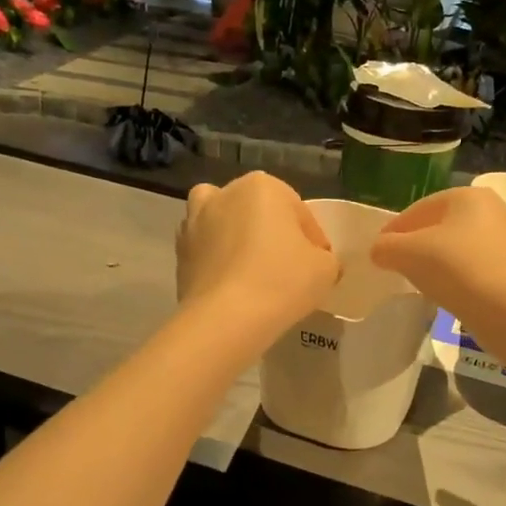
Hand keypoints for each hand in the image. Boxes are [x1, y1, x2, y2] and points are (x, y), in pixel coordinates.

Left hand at [176, 172, 338, 346]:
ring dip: (237, 240)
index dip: (313, 242)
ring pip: (225, 225)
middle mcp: (224, 193)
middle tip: (288, 270)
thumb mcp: (326, 269)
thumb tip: (316, 262)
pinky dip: (217, 262)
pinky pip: (206, 251)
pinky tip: (231, 286)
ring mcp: (194, 221)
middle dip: (273, 235)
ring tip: (252, 272)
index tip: (318, 267)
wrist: (225, 319)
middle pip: (259, 213)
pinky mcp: (178, 252)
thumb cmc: (283, 281)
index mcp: (263, 186)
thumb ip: (326, 258)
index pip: (300, 213)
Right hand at [369, 186, 505, 316]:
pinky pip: (487, 270)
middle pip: (447, 226)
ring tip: (430, 282)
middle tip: (403, 265)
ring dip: (450, 260)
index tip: (380, 250)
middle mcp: (498, 210)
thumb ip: (386, 247)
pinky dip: (472, 279)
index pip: (421, 209)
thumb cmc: (456, 269)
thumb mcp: (407, 254)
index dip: (395, 229)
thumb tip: (380, 250)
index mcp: (469, 197)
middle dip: (424, 243)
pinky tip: (460, 294)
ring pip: (470, 247)